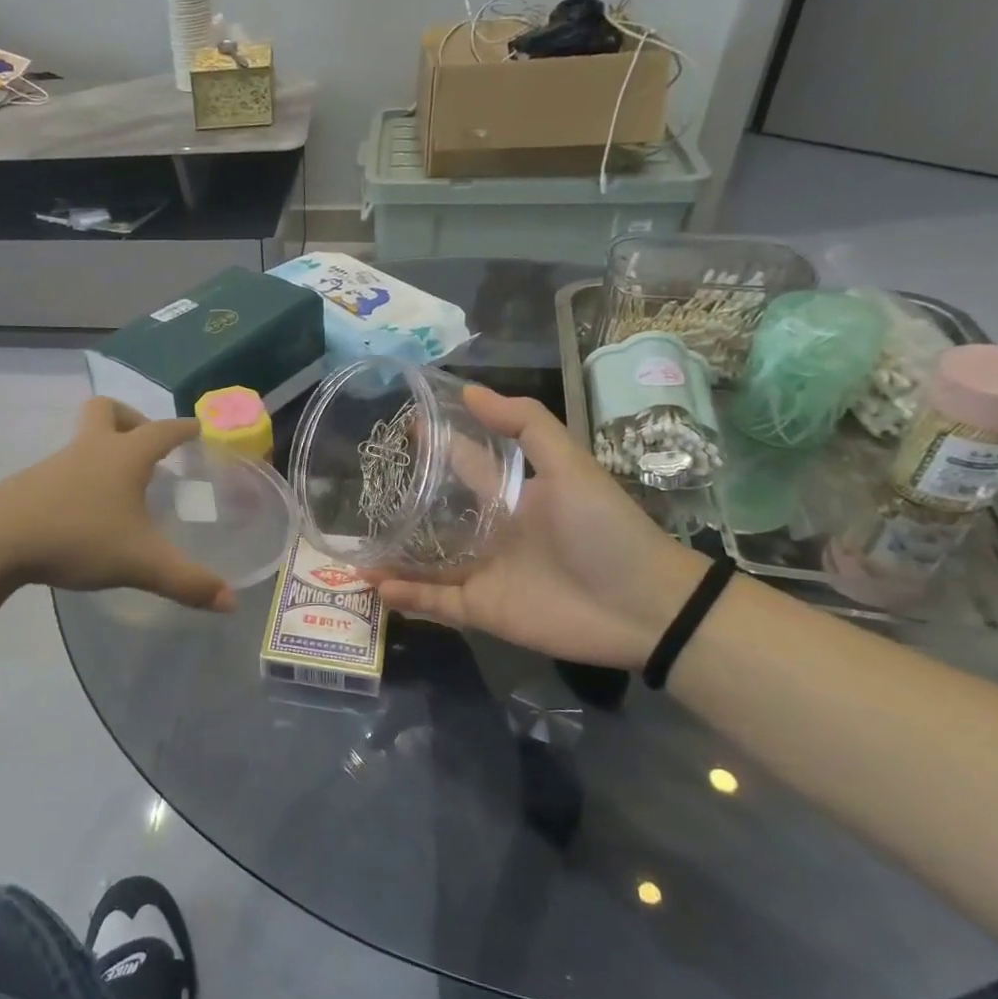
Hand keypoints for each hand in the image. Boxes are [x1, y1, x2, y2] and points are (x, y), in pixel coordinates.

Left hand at [0, 398, 236, 611]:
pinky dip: (81, 478)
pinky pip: (64, 468)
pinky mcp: (31, 483)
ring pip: (83, 440)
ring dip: (104, 451)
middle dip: (131, 419)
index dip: (184, 428)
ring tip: (121, 489)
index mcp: (124, 455)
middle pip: (108, 410)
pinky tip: (84, 513)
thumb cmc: (78, 537)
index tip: (198, 428)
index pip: (163, 429)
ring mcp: (56, 463)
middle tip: (146, 448)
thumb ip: (188, 582)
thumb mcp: (141, 563)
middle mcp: (90, 448)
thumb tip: (230, 602)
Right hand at [371, 387, 707, 668]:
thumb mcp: (570, 466)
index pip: (461, 463)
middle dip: (398, 507)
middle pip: (433, 515)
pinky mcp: (482, 610)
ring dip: (391, 556)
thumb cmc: (607, 529)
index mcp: (509, 494)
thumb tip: (469, 388)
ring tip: (352, 550)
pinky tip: (377, 586)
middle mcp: (488, 531)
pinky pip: (436, 603)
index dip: (432, 445)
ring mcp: (482, 572)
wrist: (645, 606)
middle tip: (353, 496)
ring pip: (425, 562)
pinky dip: (407, 597)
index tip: (393, 429)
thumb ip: (526, 426)